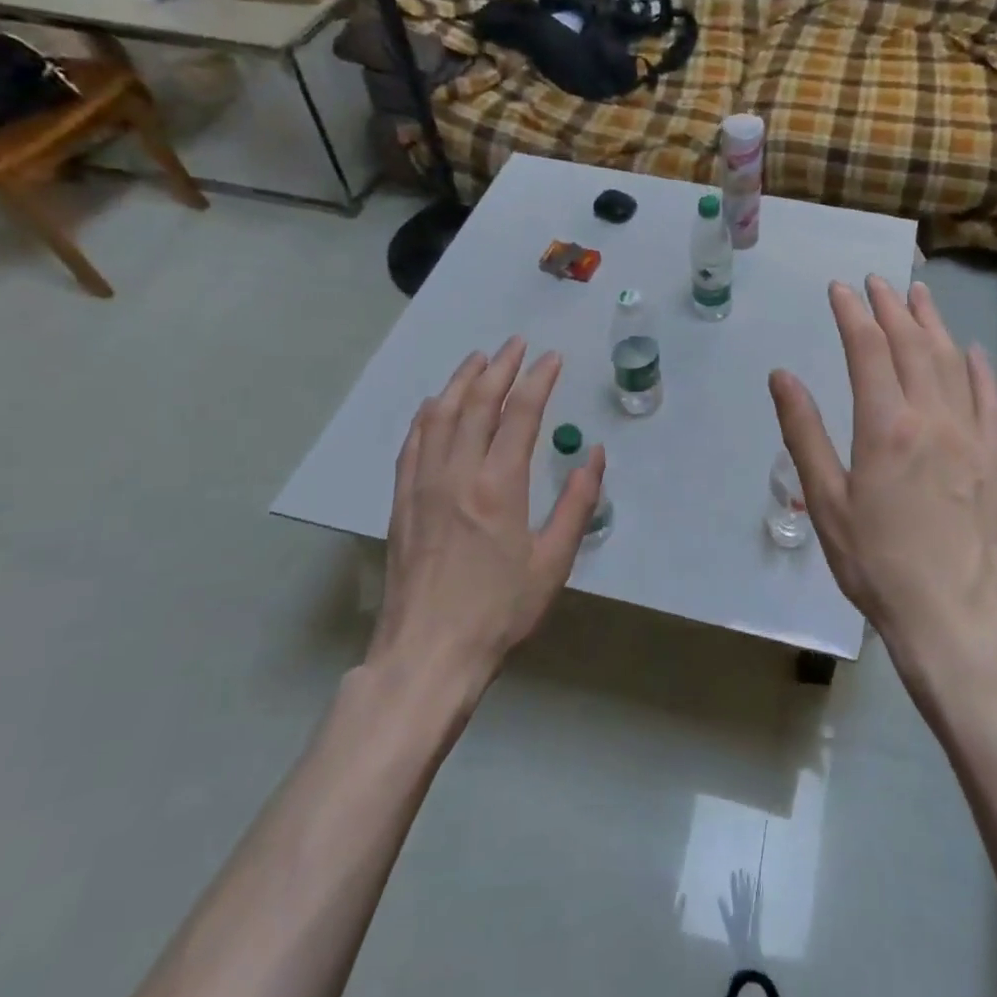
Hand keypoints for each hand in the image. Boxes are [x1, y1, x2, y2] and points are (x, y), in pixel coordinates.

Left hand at [371, 337, 603, 688]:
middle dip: (499, 367)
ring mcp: (423, 485)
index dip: (538, 380)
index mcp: (498, 486)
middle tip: (516, 344)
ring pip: (440, 415)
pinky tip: (436, 404)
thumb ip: (577, 504)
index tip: (552, 359)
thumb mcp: (553, 562)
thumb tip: (595, 456)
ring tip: (478, 359)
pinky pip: (413, 443)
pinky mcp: (401, 501)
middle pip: (477, 403)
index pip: (520, 414)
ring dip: (461, 381)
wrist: (427, 652)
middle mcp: (457, 474)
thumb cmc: (499, 610)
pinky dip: (427, 414)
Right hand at [769, 276, 996, 679]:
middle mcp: (930, 417)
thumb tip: (782, 376)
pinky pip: (988, 396)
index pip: (867, 349)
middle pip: (910, 344)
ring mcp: (968, 434)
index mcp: (885, 426)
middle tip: (876, 281)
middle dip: (891, 307)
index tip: (840, 289)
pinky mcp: (992, 455)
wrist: (951, 614)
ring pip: (950, 360)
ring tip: (918, 294)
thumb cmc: (875, 562)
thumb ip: (804, 433)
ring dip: (932, 322)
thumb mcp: (826, 501)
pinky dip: (977, 366)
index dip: (852, 313)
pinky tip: (970, 348)